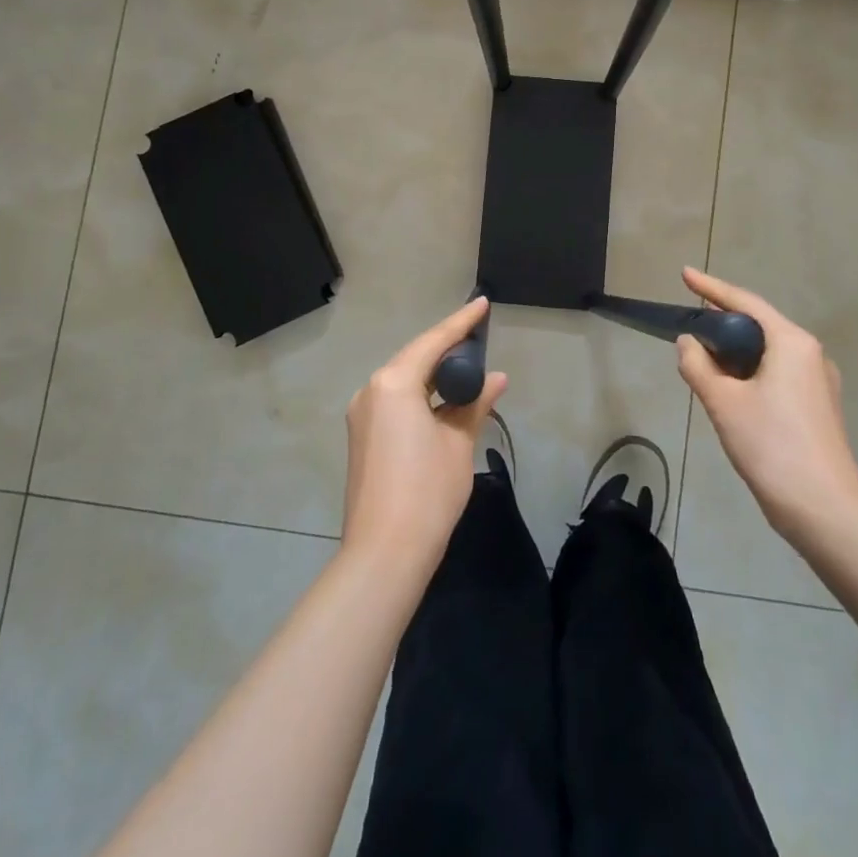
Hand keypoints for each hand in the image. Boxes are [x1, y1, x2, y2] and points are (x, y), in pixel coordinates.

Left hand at [343, 298, 506, 575]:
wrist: (384, 553)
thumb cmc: (428, 491)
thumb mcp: (459, 442)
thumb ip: (475, 403)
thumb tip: (495, 379)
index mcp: (394, 383)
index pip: (433, 342)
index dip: (461, 323)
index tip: (482, 303)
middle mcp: (371, 390)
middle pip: (414, 357)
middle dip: (446, 347)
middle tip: (478, 337)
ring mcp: (362, 414)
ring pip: (403, 380)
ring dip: (432, 373)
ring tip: (466, 367)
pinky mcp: (362, 436)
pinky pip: (394, 400)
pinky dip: (420, 394)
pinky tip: (442, 399)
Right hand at [675, 267, 857, 544]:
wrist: (826, 512)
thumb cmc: (772, 447)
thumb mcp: (723, 403)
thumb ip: (698, 365)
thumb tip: (687, 342)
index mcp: (792, 343)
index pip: (745, 302)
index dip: (711, 288)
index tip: (685, 275)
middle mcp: (811, 354)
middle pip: (759, 325)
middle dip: (723, 322)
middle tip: (690, 324)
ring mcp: (820, 383)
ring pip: (769, 353)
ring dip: (736, 351)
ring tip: (705, 359)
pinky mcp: (819, 408)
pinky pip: (778, 375)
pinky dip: (751, 372)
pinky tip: (732, 391)